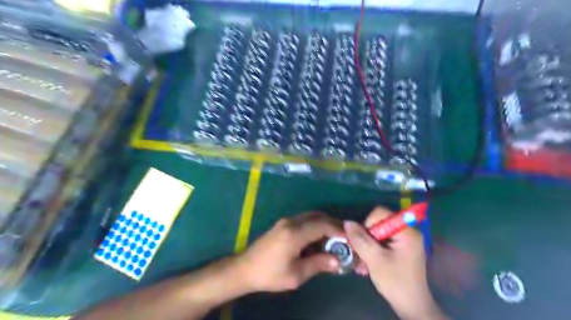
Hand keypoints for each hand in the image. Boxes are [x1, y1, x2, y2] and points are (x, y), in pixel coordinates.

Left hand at [237, 212, 342, 291]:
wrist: (245, 268)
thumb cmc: (270, 274)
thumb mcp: (296, 274)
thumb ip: (318, 264)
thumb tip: (337, 261)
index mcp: (294, 233)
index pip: (322, 225)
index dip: (338, 230)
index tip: (350, 237)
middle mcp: (291, 222)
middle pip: (317, 216)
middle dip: (333, 224)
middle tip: (345, 236)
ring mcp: (285, 221)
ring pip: (311, 216)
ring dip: (324, 224)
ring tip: (335, 237)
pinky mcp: (282, 224)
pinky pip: (304, 220)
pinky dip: (315, 225)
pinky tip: (319, 238)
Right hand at [343, 208, 444, 319]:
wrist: (411, 307)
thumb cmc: (395, 282)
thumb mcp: (374, 259)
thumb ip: (360, 239)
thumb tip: (347, 222)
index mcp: (406, 231)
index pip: (381, 213)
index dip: (368, 223)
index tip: (364, 241)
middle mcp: (407, 231)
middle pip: (379, 223)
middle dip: (366, 237)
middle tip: (360, 252)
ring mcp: (405, 240)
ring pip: (378, 233)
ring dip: (367, 245)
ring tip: (362, 261)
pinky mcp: (401, 248)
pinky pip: (382, 241)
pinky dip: (373, 249)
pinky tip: (367, 263)